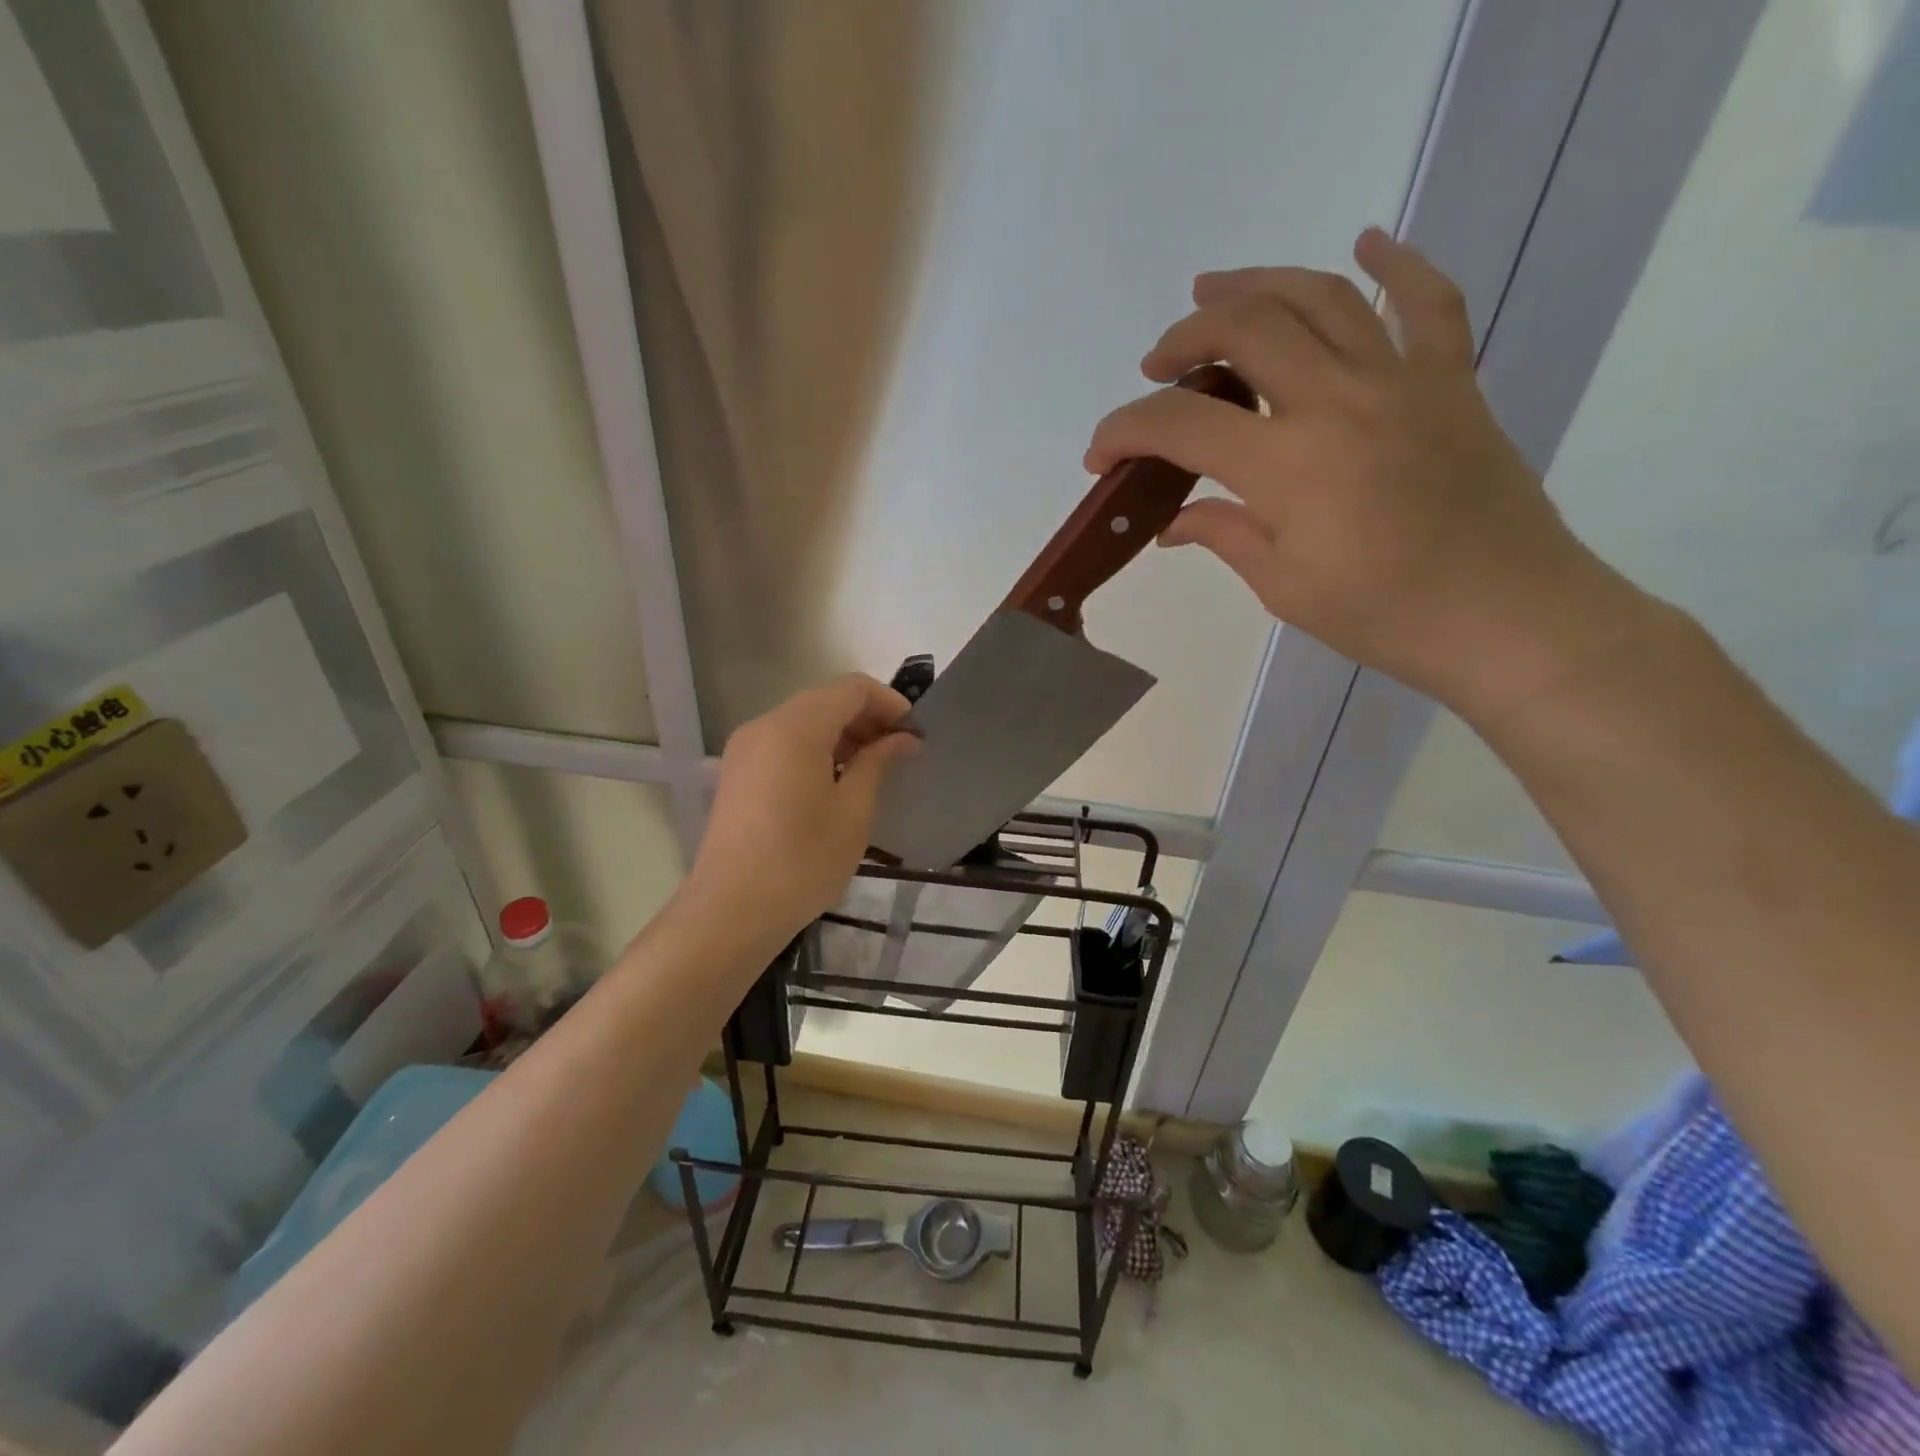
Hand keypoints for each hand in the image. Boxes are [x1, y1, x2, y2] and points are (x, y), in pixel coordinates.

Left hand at [682, 674, 918, 955]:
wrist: (731, 911)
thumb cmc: (802, 861)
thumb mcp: (853, 811)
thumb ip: (878, 763)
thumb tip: (903, 738)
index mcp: (795, 728)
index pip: (850, 688)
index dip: (888, 702)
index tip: (914, 732)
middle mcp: (764, 726)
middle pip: (825, 700)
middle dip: (867, 718)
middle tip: (900, 752)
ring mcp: (745, 749)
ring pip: (803, 721)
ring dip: (842, 734)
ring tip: (873, 769)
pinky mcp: (737, 773)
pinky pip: (784, 743)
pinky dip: (817, 750)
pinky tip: (836, 783)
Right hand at [1085, 228, 1624, 719]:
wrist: (1506, 614)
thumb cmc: (1384, 615)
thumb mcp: (1284, 587)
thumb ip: (1224, 535)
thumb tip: (1173, 522)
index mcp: (1287, 464)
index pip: (1181, 424)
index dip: (1125, 430)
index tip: (1101, 454)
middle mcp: (1337, 400)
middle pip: (1245, 328)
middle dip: (1184, 337)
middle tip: (1158, 364)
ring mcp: (1401, 379)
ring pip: (1319, 295)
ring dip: (1255, 284)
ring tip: (1212, 290)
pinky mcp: (1451, 379)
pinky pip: (1427, 300)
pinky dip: (1395, 263)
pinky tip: (1365, 244)